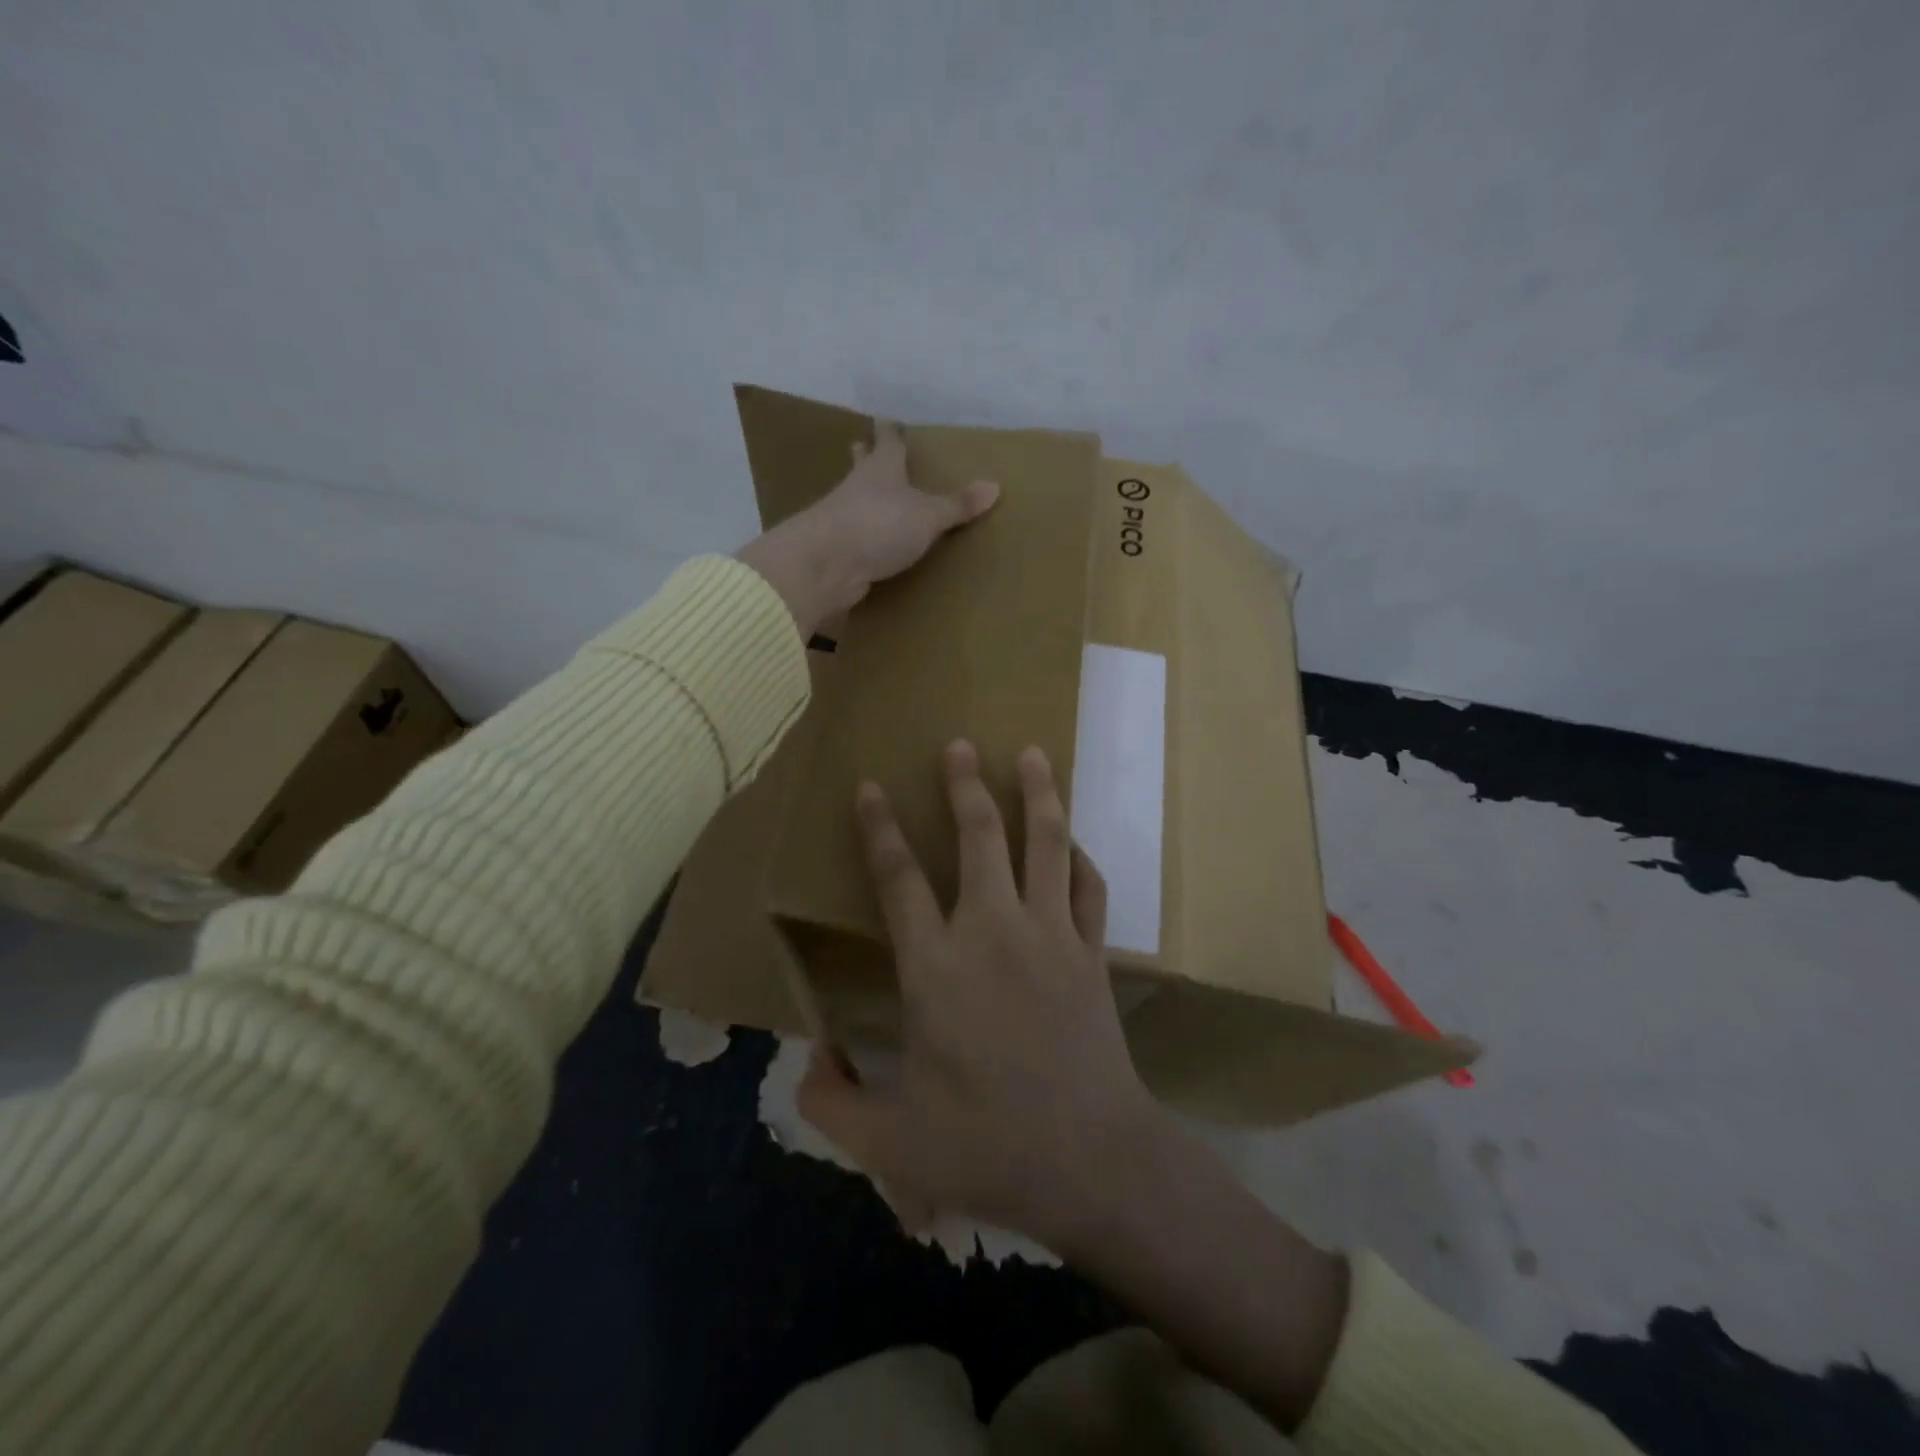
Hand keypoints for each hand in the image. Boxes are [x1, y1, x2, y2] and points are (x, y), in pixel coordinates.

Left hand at [737, 421, 998, 634]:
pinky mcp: (837, 550)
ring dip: (863, 496)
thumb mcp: (927, 515)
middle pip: (862, 466)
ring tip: (874, 497)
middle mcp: (859, 488)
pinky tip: (869, 543)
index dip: (890, 431)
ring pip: (855, 499)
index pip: (888, 441)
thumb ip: (957, 505)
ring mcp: (843, 518)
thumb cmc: (879, 526)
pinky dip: (862, 535)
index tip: (888, 419)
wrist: (825, 565)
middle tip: (865, 446)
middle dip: (866, 456)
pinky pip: (855, 536)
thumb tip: (995, 486)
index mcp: (882, 469)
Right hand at [798, 740, 1162, 1245]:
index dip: (880, 830)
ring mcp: (1051, 936)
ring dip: (1039, 795)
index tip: (871, 787)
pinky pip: (1090, 888)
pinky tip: (1074, 841)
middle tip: (960, 744)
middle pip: (980, 838)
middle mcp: (993, 933)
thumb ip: (832, 1104)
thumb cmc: (988, 1148)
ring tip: (1034, 754)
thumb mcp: (890, 1144)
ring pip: (1046, 845)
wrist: (1093, 1162)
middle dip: (965, 786)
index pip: (899, 880)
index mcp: (936, 969)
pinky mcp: (1092, 953)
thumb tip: (809, 1061)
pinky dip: (1081, 857)